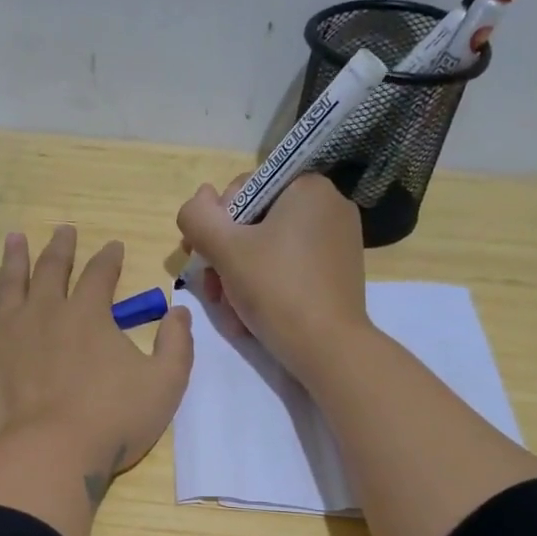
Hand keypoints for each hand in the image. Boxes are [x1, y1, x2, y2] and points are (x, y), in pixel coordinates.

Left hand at [0, 226, 193, 535]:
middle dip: (60, 249)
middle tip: (63, 230)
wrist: (50, 456)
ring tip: (14, 239)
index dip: (108, 259)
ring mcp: (3, 335)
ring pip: (7, 288)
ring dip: (12, 261)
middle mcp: (43, 314)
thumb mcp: (166, 383)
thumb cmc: (113, 421)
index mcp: (88, 316)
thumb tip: (178, 312)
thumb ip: (176, 344)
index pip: (100, 276)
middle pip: (52, 270)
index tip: (112, 246)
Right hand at [175, 173, 369, 383]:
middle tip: (212, 291)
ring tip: (229, 310)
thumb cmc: (277, 290)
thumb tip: (199, 200)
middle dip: (225, 258)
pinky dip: (265, 287)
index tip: (201, 258)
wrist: (328, 348)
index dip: (214, 224)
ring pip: (268, 250)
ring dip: (239, 278)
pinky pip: (290, 268)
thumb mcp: (225, 249)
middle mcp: (328, 205)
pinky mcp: (338, 272)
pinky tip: (250, 315)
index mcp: (307, 187)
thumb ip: (198, 217)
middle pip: (254, 223)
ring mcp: (337, 240)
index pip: (242, 190)